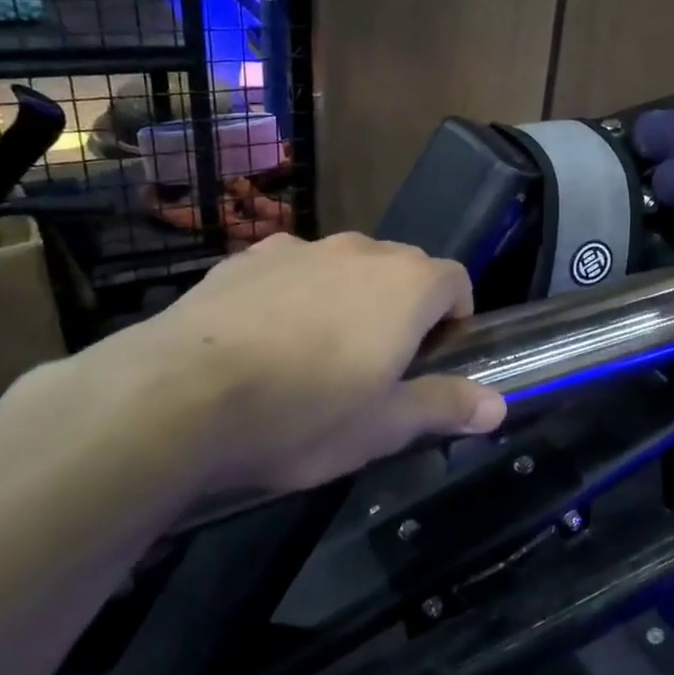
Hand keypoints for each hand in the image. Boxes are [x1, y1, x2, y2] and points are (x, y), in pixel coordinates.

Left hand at [98, 233, 505, 495]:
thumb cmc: (302, 413)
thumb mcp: (384, 426)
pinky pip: (291, 271)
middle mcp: (360, 250)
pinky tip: (263, 343)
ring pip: (345, 268)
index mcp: (407, 284)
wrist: (174, 397)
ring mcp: (298, 248)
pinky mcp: (243, 258)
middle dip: (404, 308)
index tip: (434, 358)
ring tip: (316, 355)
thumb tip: (499, 406)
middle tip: (379, 365)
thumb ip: (446, 405)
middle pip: (403, 270)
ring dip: (349, 300)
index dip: (456, 318)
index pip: (458, 281)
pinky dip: (295, 296)